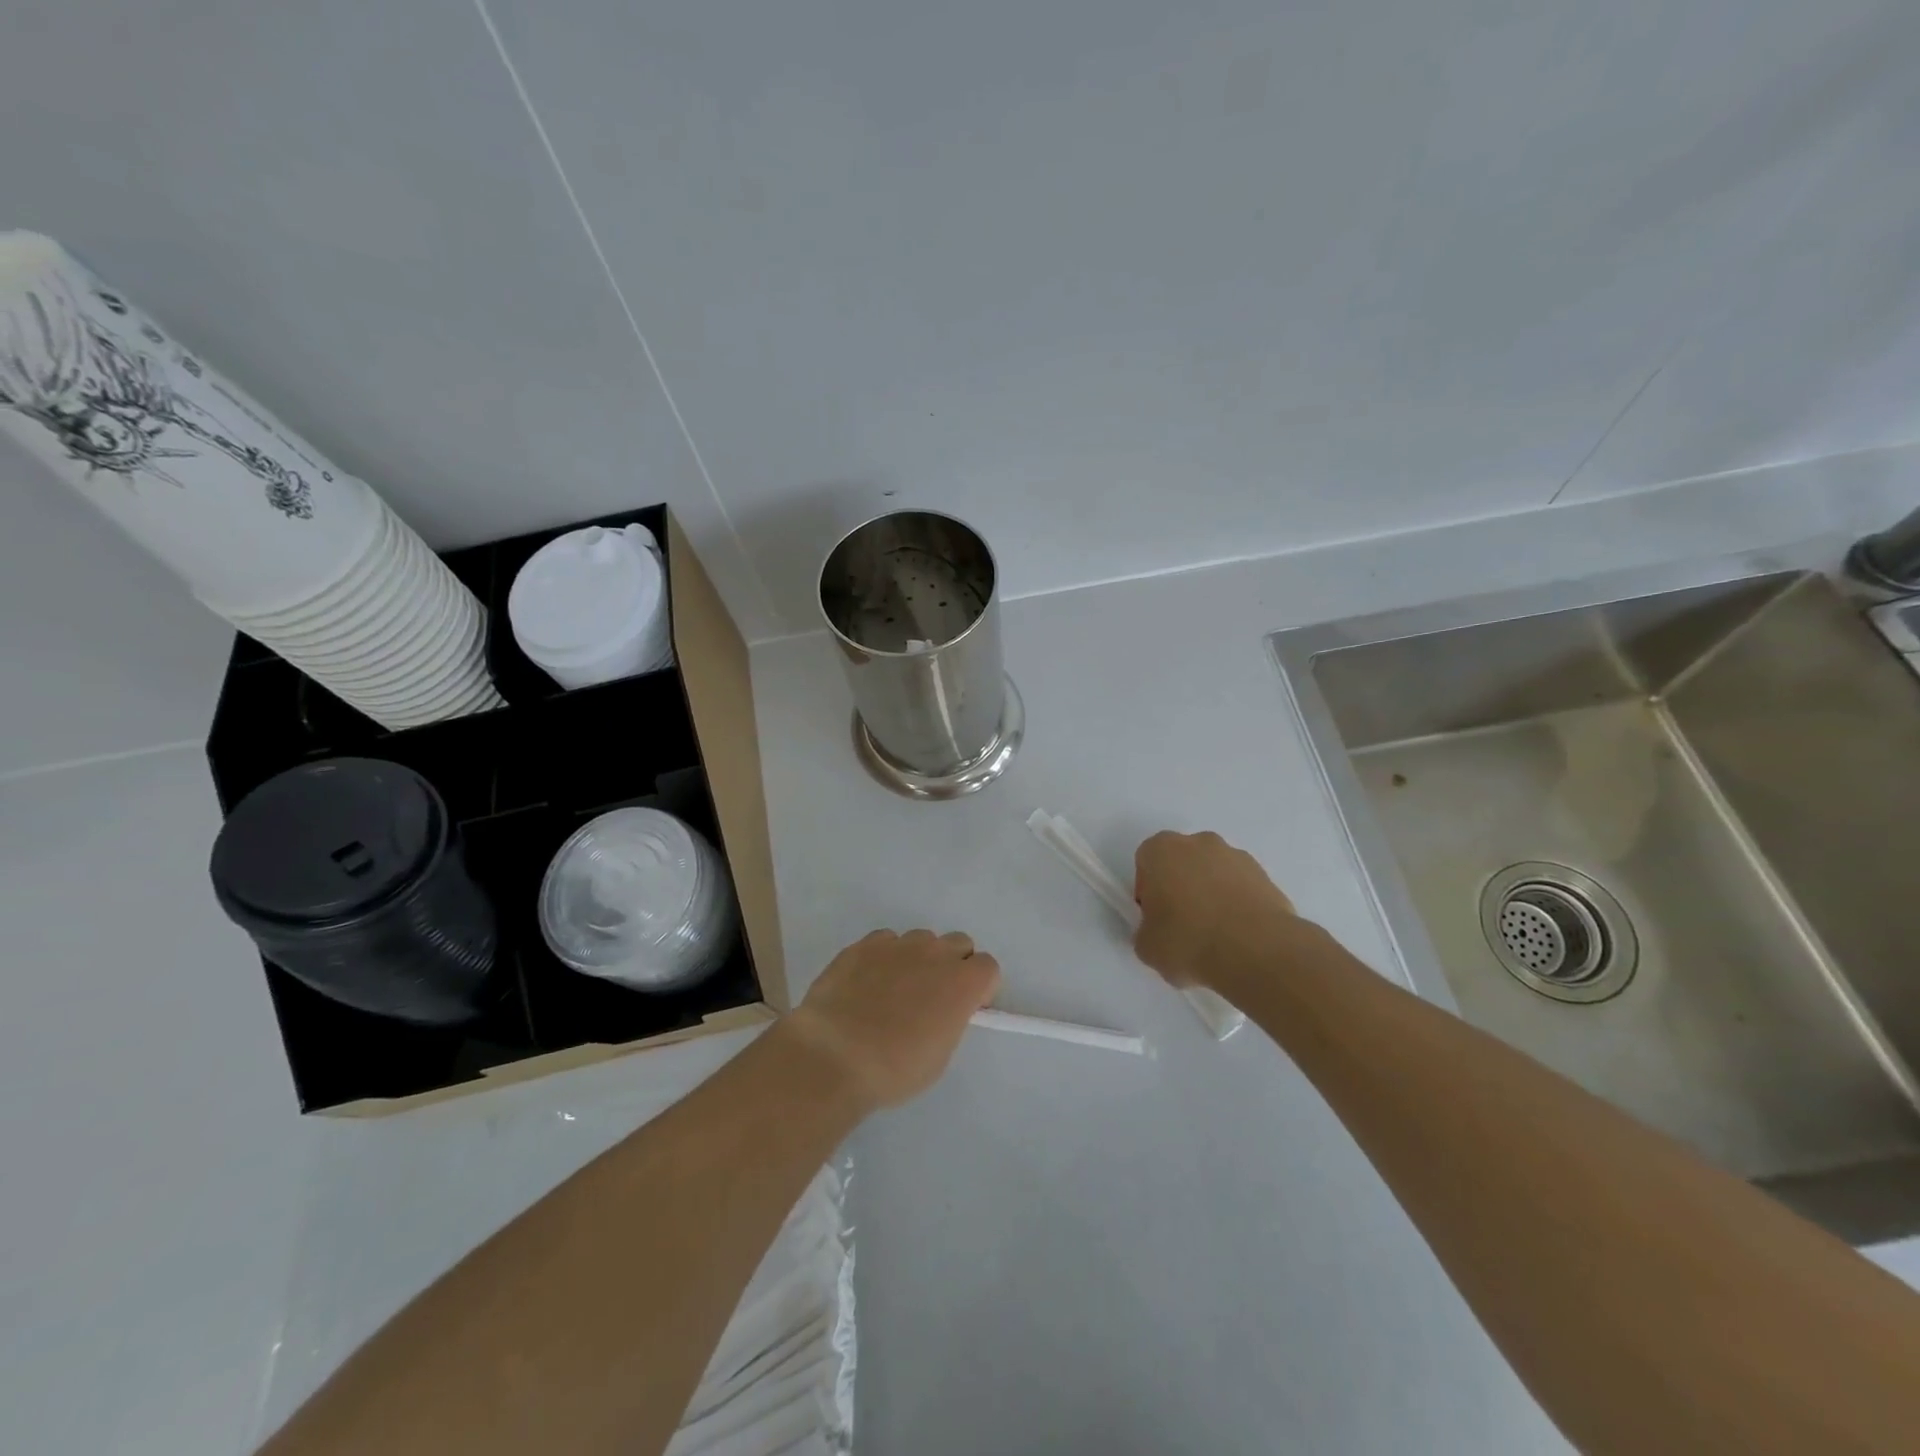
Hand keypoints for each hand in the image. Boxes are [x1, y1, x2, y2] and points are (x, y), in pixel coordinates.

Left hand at [783, 929, 999, 1112]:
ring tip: (895, 989)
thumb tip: (941, 1009)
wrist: (835, 1055)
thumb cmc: (895, 1068)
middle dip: (953, 965)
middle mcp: (935, 953)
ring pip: (921, 939)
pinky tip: (868, 983)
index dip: (980, 987)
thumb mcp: (939, 1054)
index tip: (965, 1007)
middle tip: (933, 996)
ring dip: (919, 958)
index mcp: (963, 982)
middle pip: (959, 943)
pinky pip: (886, 941)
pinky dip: (885, 957)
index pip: (988, 967)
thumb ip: (950, 1019)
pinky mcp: (864, 944)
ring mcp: (898, 944)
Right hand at [1133, 831, 1296, 988]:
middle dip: (1181, 888)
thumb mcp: (1147, 947)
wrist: (1256, 951)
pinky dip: (1238, 905)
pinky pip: (1241, 888)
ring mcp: (1236, 856)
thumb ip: (1146, 931)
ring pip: (1214, 873)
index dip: (1149, 893)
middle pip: (1182, 863)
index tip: (1157, 919)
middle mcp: (1198, 842)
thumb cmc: (1188, 941)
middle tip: (1184, 926)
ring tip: (1217, 935)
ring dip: (1212, 895)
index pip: (1146, 864)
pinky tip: (1240, 936)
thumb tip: (1158, 933)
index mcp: (1161, 850)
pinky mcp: (1266, 875)